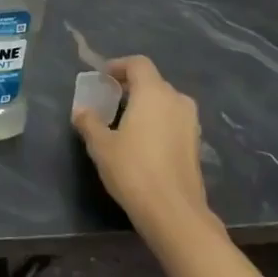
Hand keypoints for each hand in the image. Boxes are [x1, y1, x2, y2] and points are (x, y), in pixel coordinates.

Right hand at [73, 56, 210, 247]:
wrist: (174, 212)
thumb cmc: (133, 170)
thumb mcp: (101, 145)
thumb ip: (89, 122)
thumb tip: (81, 111)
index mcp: (154, 92)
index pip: (138, 64)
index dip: (118, 66)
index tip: (103, 78)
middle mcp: (176, 100)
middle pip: (153, 82)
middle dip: (131, 86)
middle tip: (110, 100)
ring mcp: (191, 123)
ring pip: (165, 102)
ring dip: (146, 105)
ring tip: (125, 121)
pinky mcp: (196, 144)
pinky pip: (174, 120)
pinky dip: (158, 122)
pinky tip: (143, 142)